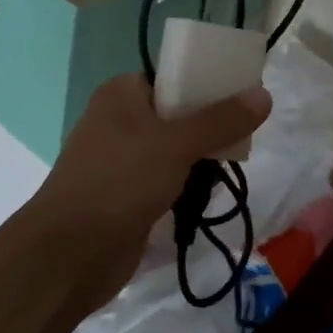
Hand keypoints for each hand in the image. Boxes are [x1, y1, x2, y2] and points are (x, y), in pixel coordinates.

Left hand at [26, 73, 272, 310]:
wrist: (68, 255)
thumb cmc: (119, 183)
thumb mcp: (176, 145)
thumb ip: (221, 120)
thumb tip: (264, 94)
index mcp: (123, 93)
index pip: (175, 76)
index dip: (210, 84)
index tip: (246, 97)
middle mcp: (120, 119)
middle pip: (179, 113)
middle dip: (212, 126)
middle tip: (245, 138)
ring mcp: (122, 159)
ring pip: (176, 148)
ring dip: (202, 159)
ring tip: (230, 168)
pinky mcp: (127, 194)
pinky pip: (167, 179)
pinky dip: (187, 185)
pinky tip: (208, 196)